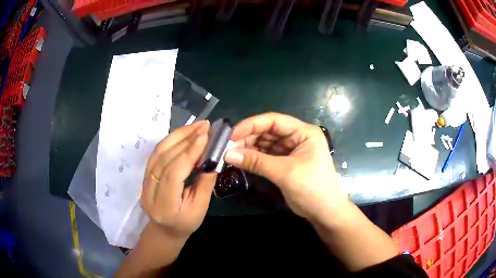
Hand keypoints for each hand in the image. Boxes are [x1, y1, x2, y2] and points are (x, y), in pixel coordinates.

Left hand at [140, 120, 216, 238]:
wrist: (164, 230)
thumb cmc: (185, 224)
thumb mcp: (200, 209)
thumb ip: (205, 184)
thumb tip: (212, 158)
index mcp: (164, 205)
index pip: (173, 174)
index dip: (188, 153)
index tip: (205, 136)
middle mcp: (150, 191)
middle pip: (164, 158)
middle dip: (185, 139)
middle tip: (204, 126)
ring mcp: (144, 181)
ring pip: (158, 152)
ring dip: (177, 135)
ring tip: (196, 125)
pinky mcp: (145, 174)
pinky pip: (157, 153)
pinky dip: (171, 140)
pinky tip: (184, 133)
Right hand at [225, 112, 348, 224]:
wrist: (324, 211)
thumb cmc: (311, 187)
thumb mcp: (284, 172)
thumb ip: (256, 162)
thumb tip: (228, 154)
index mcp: (303, 132)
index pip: (274, 121)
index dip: (252, 125)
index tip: (232, 134)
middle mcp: (297, 137)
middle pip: (268, 131)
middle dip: (249, 137)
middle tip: (228, 147)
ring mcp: (291, 150)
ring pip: (266, 143)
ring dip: (249, 148)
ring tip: (231, 154)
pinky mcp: (286, 163)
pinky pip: (267, 155)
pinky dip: (254, 157)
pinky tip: (241, 160)